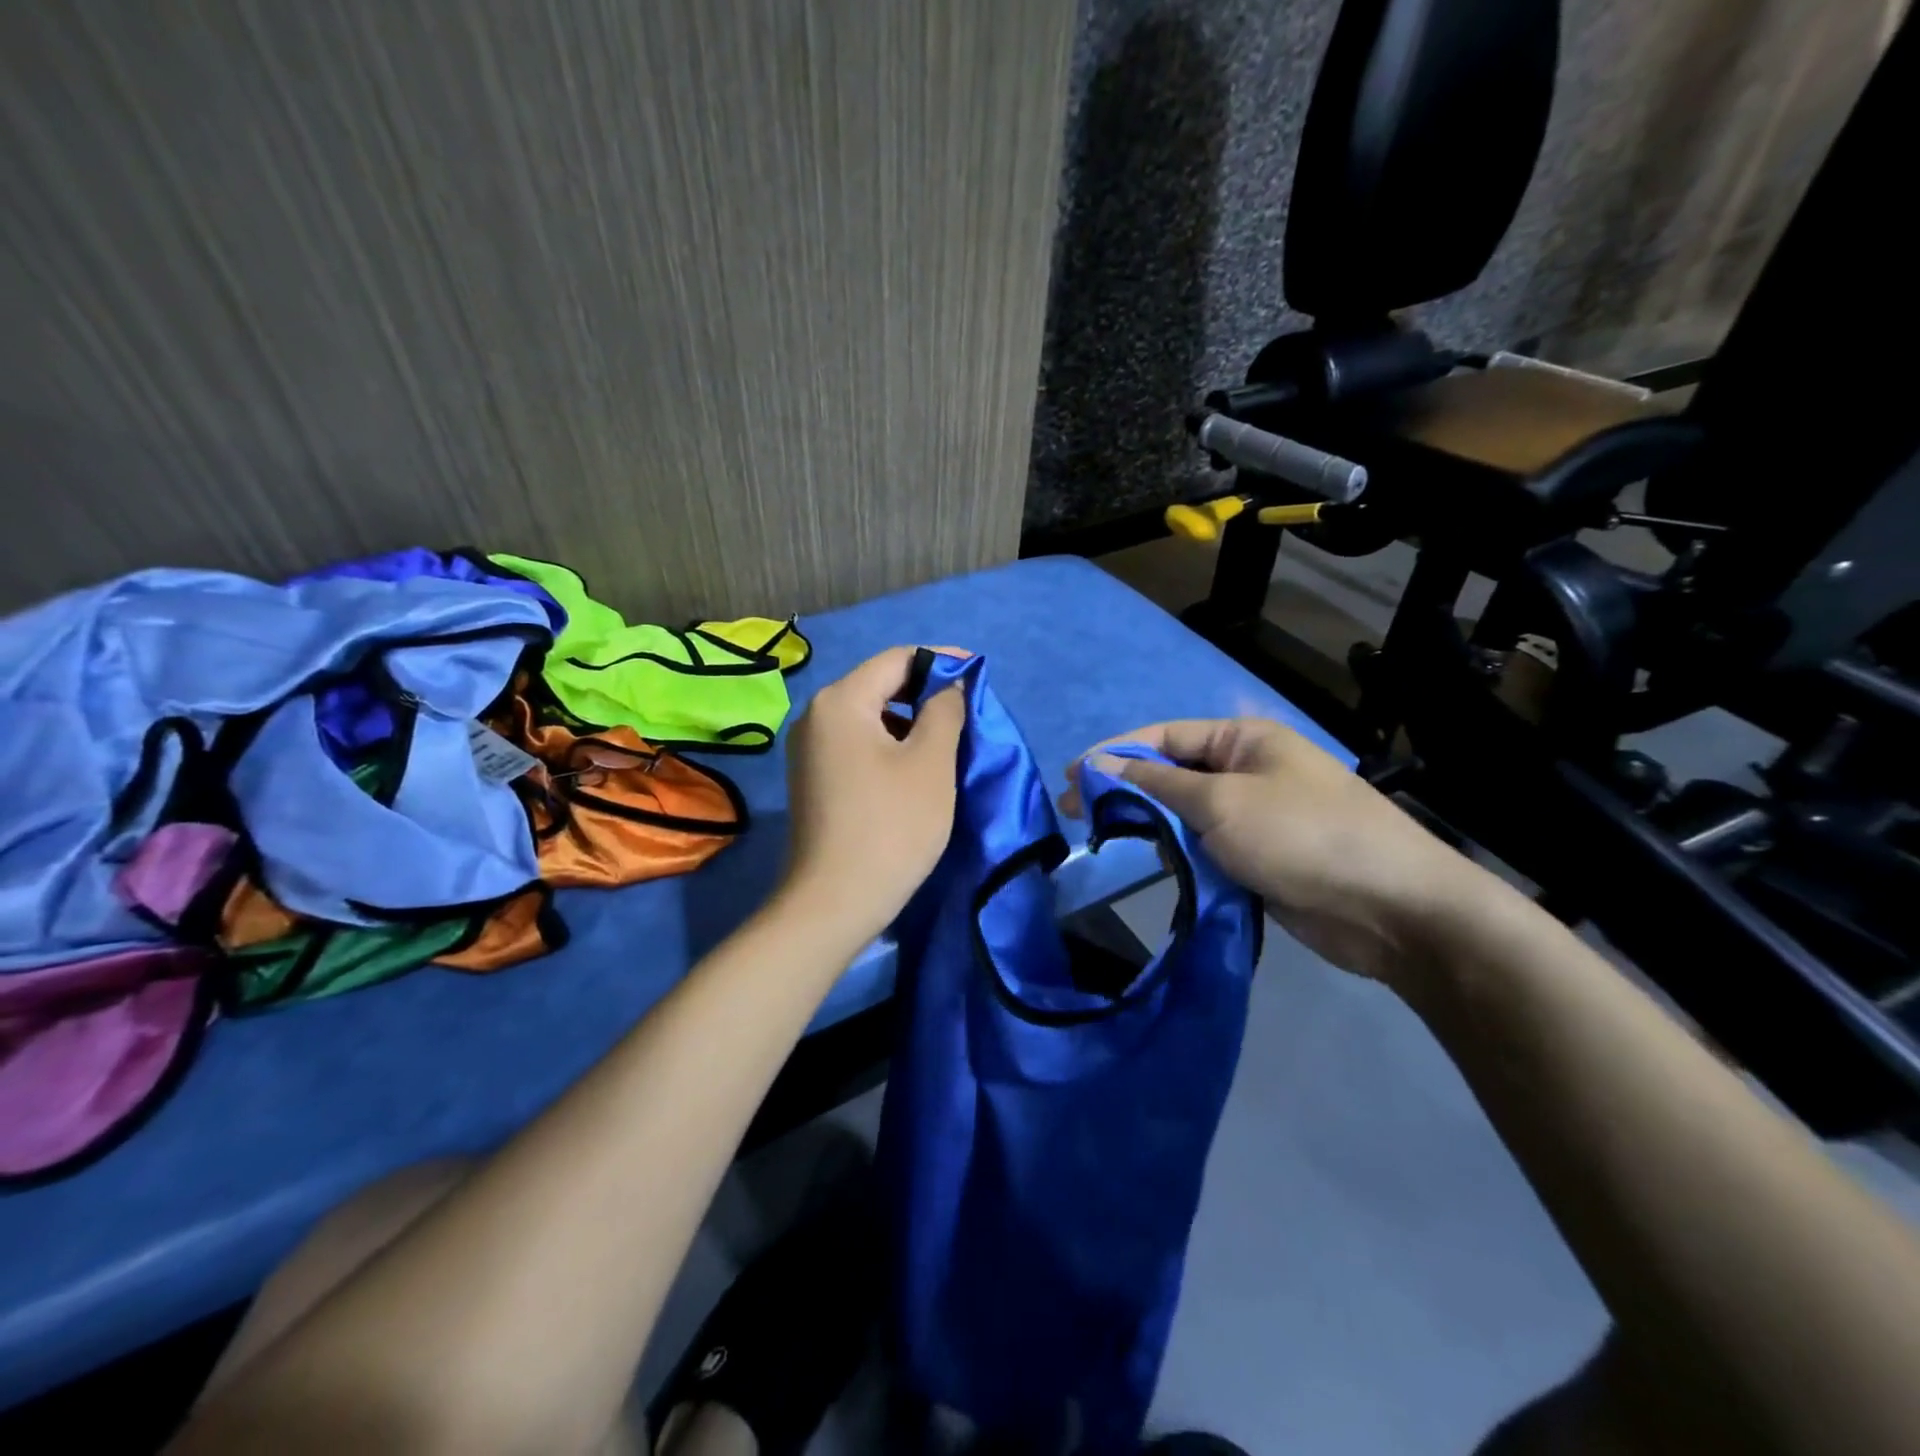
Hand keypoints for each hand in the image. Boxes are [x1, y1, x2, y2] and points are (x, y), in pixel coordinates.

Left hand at [780, 647, 965, 944]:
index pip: (897, 659)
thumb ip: (945, 710)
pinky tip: (915, 769)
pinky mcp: (813, 778)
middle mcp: (815, 715)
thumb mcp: (931, 763)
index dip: (941, 661)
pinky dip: (889, 746)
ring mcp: (809, 750)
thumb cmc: (891, 826)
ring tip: (947, 742)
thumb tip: (948, 685)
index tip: (977, 673)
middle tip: (966, 713)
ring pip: (869, 717)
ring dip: (909, 722)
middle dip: (925, 693)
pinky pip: (857, 744)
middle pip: (879, 685)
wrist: (834, 902)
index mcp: (840, 701)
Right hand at [1062, 718, 1484, 988]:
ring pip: (1185, 815)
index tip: (1073, 779)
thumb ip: (1156, 784)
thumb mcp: (1221, 802)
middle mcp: (1247, 771)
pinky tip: (1155, 866)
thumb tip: (1102, 765)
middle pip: (1171, 774)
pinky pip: (1205, 848)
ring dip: (1151, 826)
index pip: (1164, 737)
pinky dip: (1179, 855)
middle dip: (1126, 792)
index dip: (1115, 753)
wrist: (1390, 909)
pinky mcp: (1258, 858)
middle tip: (1077, 816)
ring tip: (1110, 842)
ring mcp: (1254, 816)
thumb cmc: (1301, 836)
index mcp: (1243, 741)